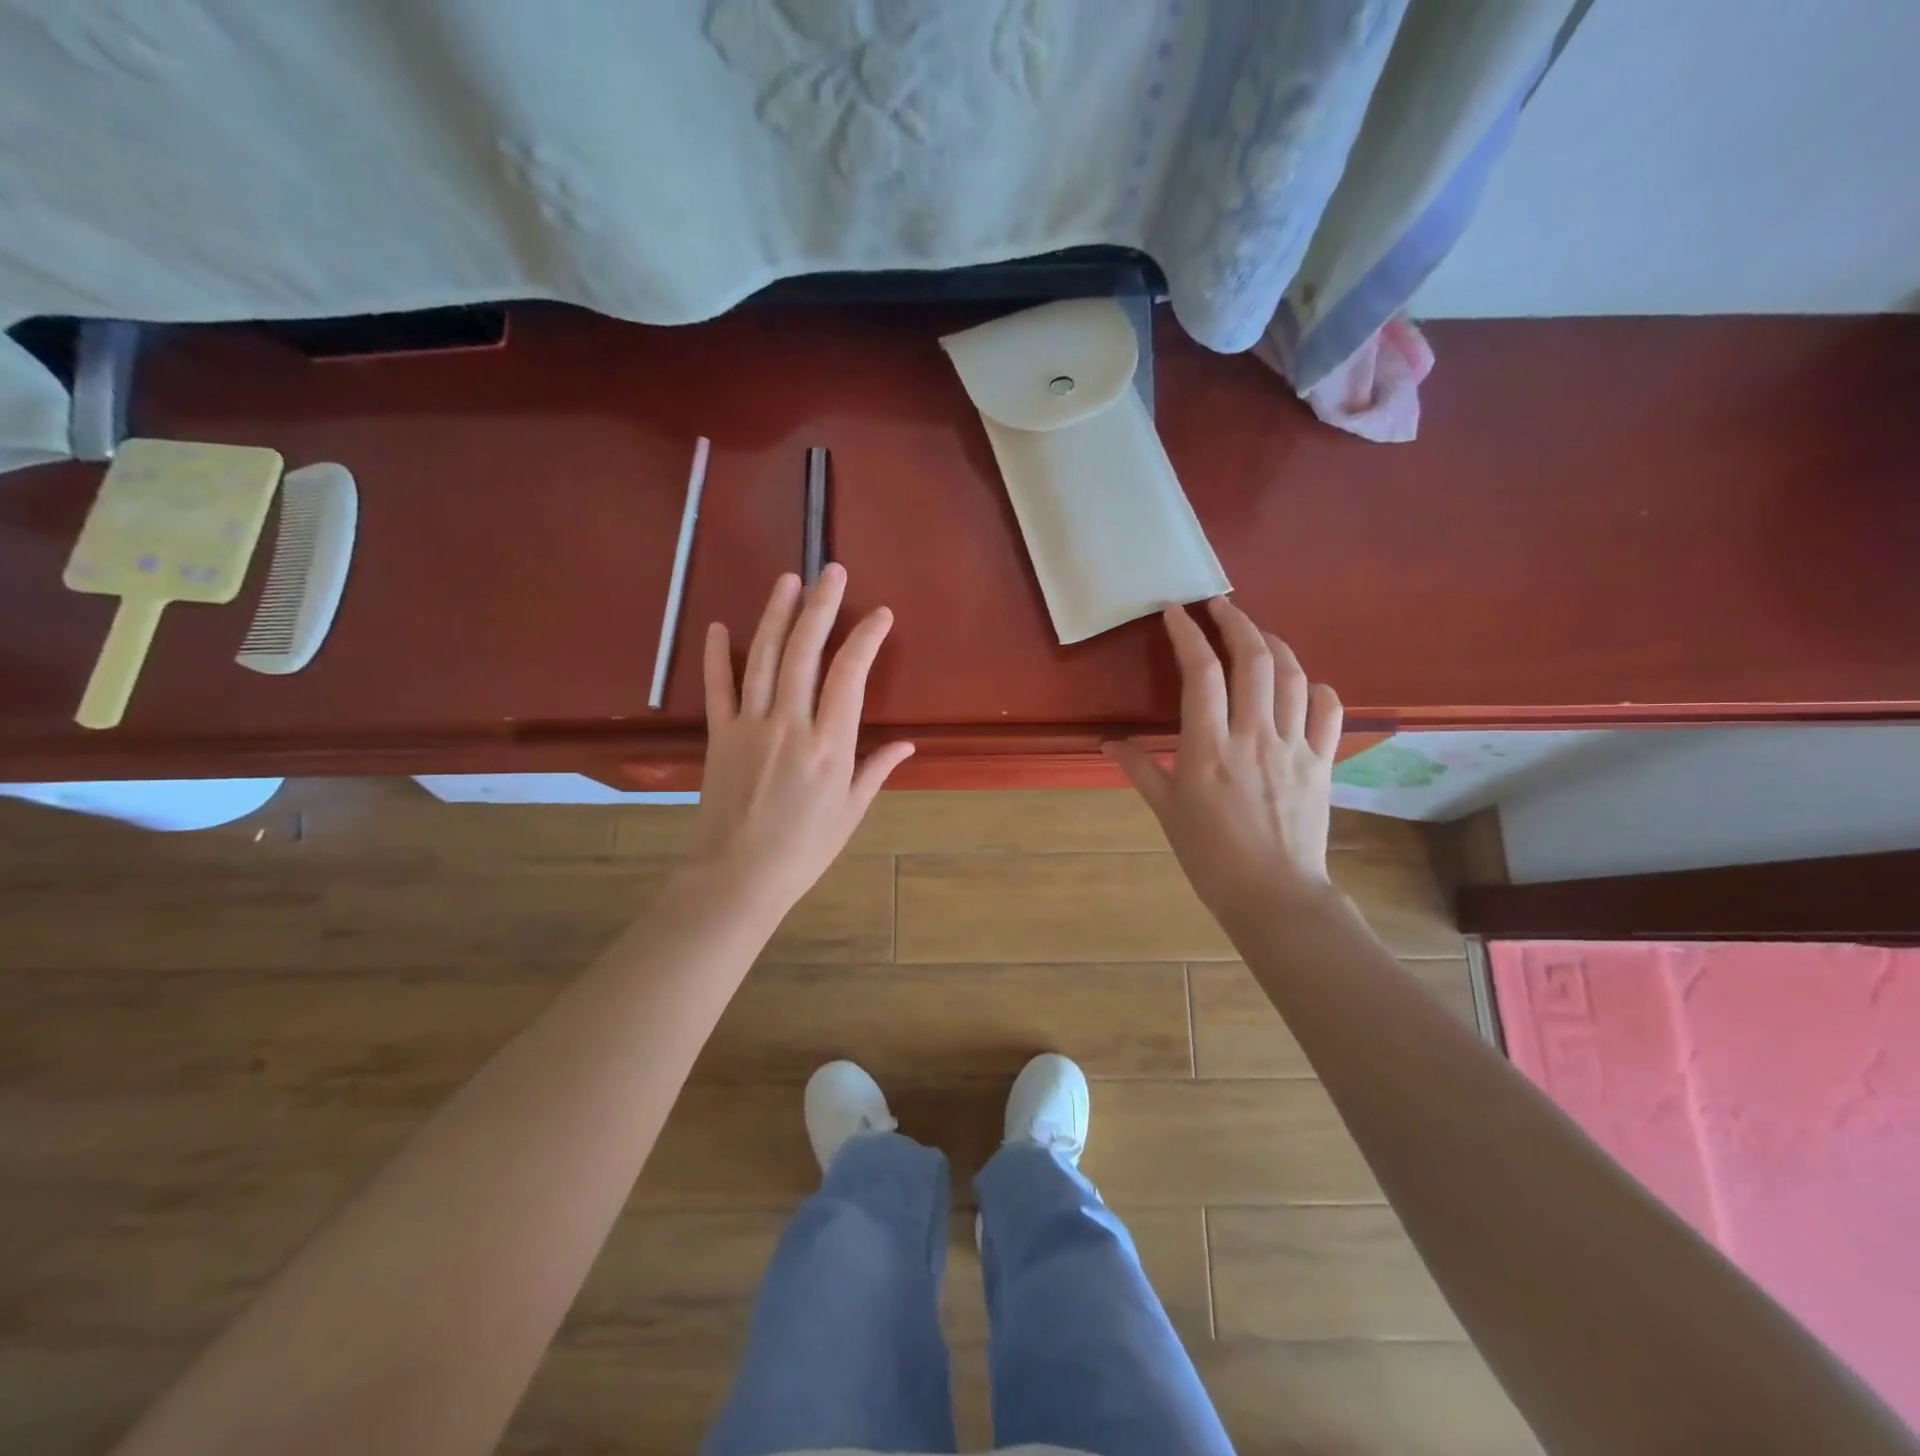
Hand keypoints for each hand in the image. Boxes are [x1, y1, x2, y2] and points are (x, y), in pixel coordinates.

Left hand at [683, 566, 913, 919]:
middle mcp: (789, 724)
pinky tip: (717, 626)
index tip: (880, 615)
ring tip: (788, 580)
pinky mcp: (718, 735)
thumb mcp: (850, 812)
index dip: (865, 638)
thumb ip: (876, 770)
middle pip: (804, 652)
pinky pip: (717, 688)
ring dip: (775, 615)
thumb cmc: (803, 849)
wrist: (737, 876)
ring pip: (762, 658)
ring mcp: (749, 726)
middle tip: (831, 571)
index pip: (850, 675)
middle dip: (820, 606)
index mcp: (829, 745)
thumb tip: (908, 744)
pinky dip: (716, 656)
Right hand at [1105, 597, 1342, 930]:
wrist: (1273, 895)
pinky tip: (1304, 683)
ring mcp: (1294, 747)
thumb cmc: (1210, 856)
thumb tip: (1107, 744)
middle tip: (1219, 605)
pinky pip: (1329, 711)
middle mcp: (1254, 736)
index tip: (1175, 612)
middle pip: (1253, 660)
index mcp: (1209, 748)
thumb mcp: (1167, 812)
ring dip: (1274, 644)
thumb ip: (1140, 770)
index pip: (1200, 674)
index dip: (1187, 635)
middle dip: (1235, 622)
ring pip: (1293, 676)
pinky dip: (1317, 687)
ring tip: (1257, 632)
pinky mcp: (1321, 761)